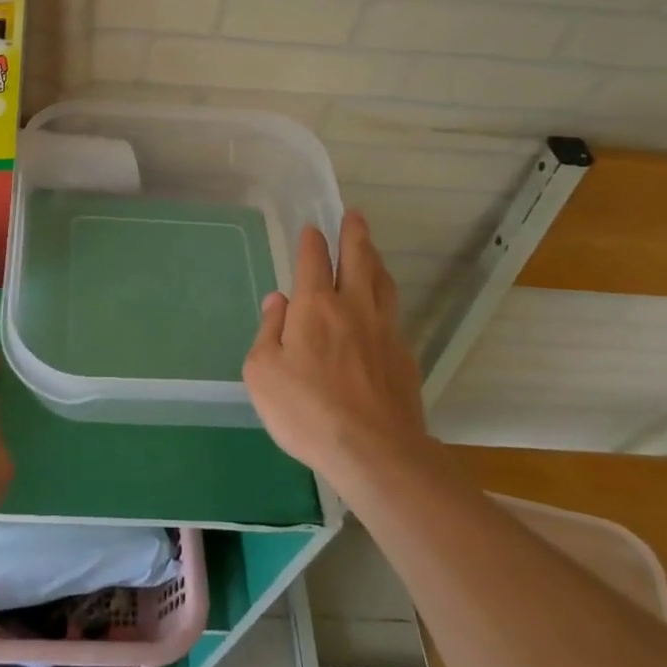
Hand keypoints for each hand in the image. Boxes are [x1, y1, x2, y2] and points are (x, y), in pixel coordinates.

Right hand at [243, 213, 430, 496]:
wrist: (374, 451)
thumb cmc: (306, 410)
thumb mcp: (262, 372)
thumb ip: (268, 330)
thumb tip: (277, 300)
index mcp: (315, 306)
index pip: (314, 260)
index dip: (312, 241)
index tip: (312, 228)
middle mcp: (353, 307)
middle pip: (358, 259)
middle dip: (354, 234)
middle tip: (355, 215)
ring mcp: (384, 330)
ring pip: (382, 282)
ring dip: (375, 260)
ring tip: (371, 250)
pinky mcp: (404, 356)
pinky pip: (394, 313)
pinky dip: (386, 297)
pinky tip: (383, 306)